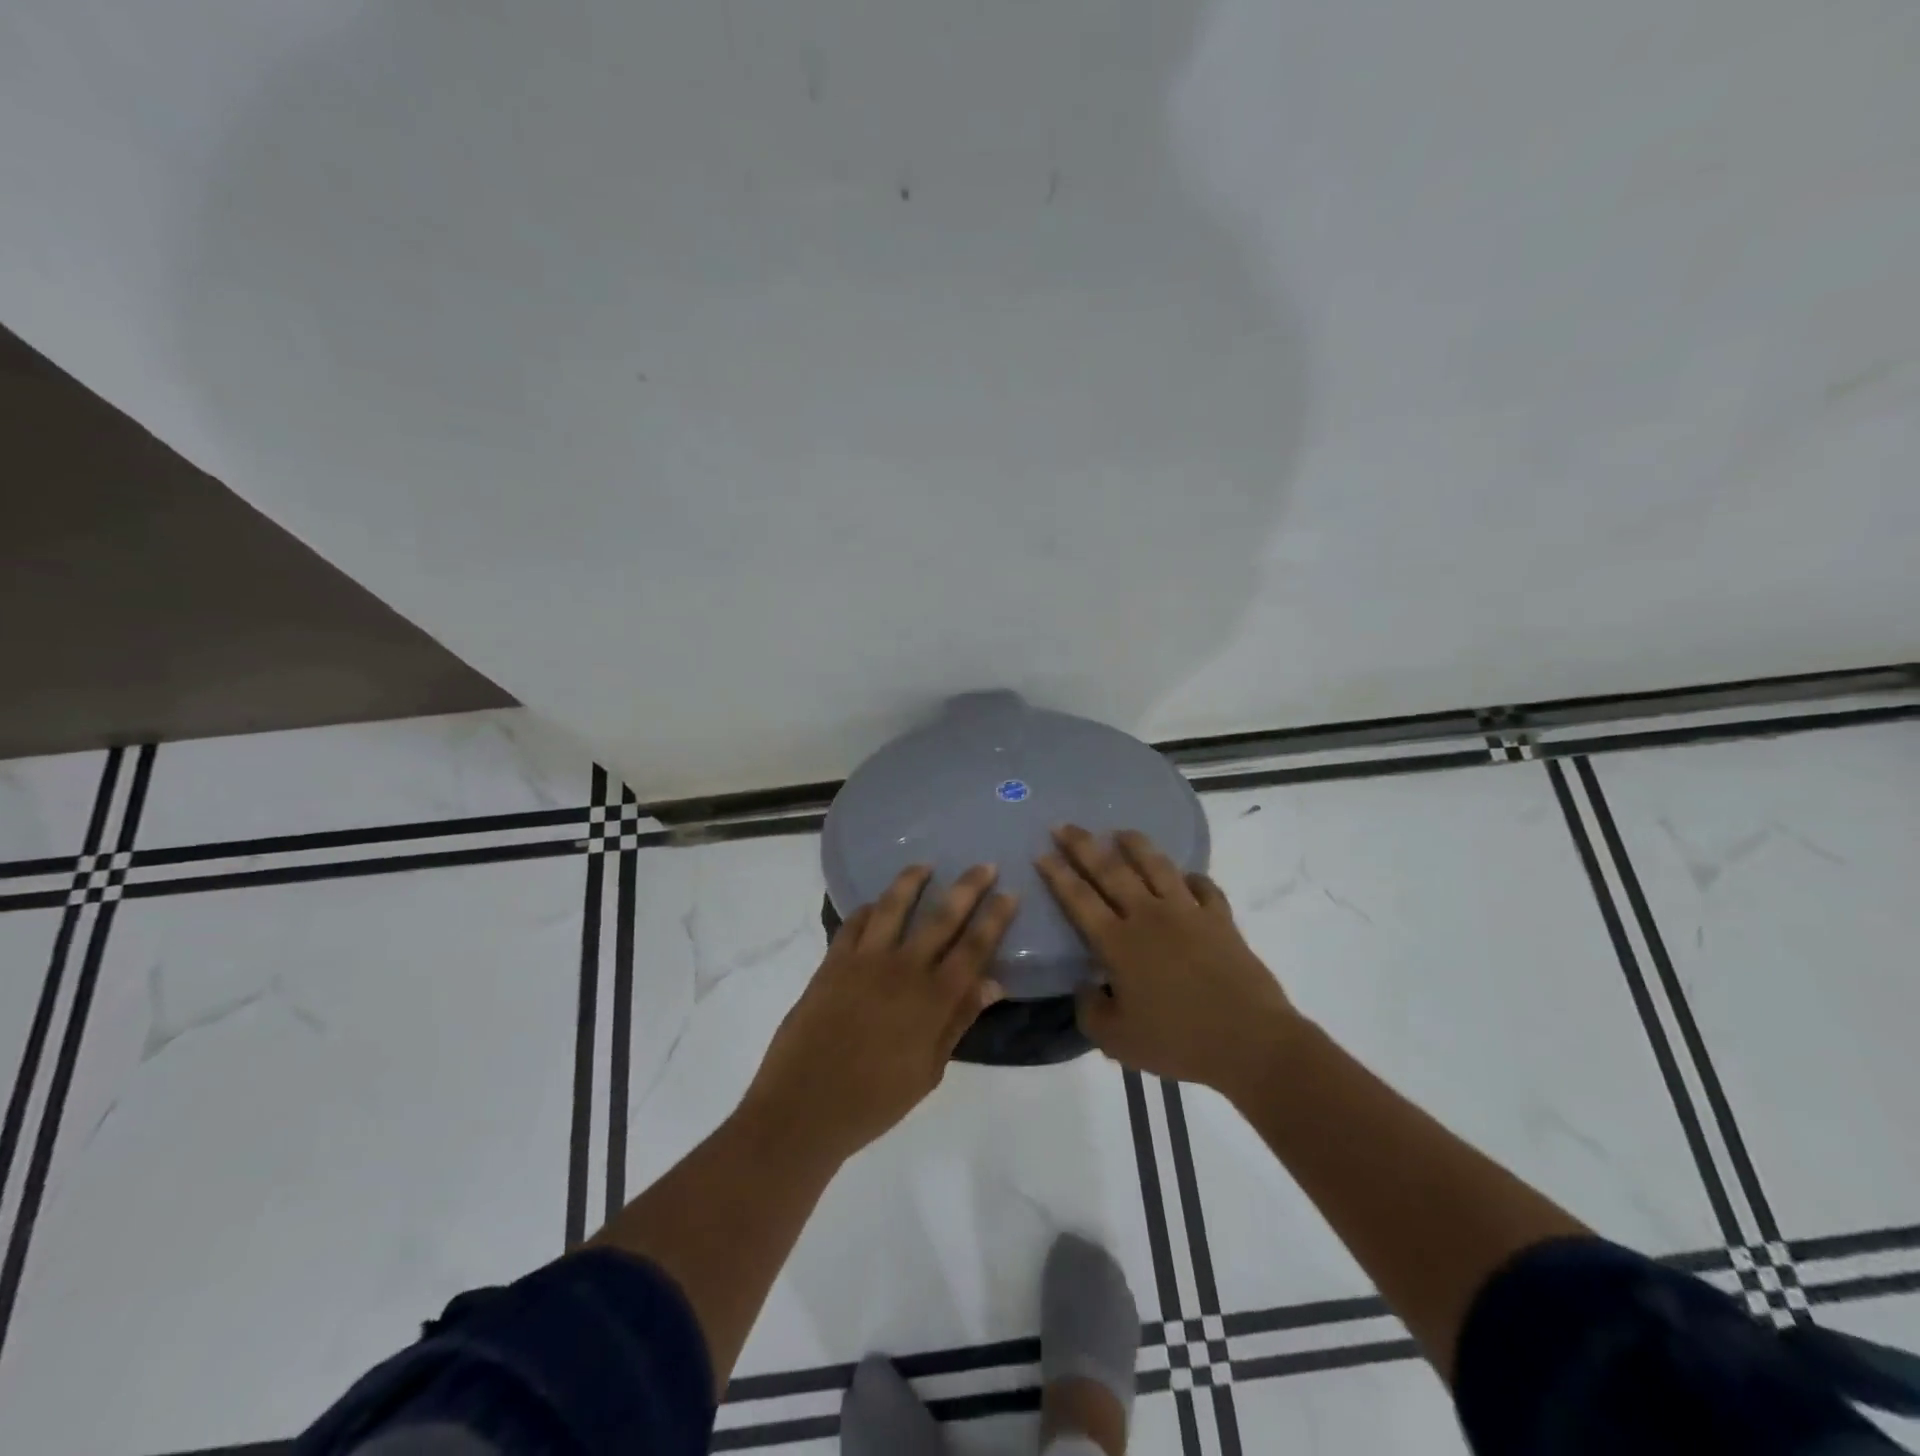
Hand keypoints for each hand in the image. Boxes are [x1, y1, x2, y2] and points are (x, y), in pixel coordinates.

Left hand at [740, 864, 1014, 1162]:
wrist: (804, 1107)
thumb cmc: (875, 1100)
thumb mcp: (929, 1070)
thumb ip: (958, 1020)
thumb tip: (993, 983)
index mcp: (933, 999)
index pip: (974, 948)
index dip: (994, 918)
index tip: (1009, 893)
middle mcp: (903, 969)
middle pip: (942, 917)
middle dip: (967, 887)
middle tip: (984, 865)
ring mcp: (864, 961)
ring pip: (893, 906)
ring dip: (912, 881)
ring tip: (925, 864)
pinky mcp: (832, 962)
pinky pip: (853, 923)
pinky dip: (868, 908)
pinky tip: (875, 904)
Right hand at [1037, 825, 1298, 1095]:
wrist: (1249, 1041)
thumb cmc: (1178, 1042)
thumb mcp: (1117, 1041)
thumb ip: (1090, 1011)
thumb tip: (1085, 986)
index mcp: (1118, 943)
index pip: (1079, 899)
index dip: (1058, 874)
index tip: (1042, 852)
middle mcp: (1148, 916)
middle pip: (1110, 870)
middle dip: (1083, 845)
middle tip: (1064, 826)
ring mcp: (1187, 912)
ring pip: (1156, 866)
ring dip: (1135, 845)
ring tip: (1121, 831)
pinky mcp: (1220, 920)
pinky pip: (1204, 888)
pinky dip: (1192, 878)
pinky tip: (1186, 876)